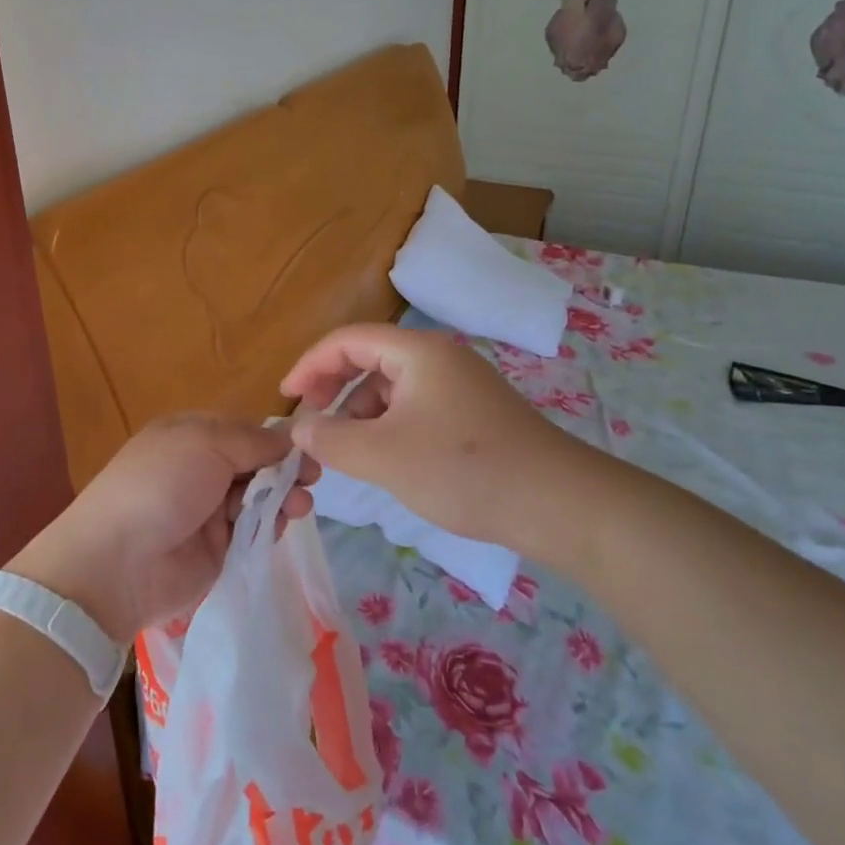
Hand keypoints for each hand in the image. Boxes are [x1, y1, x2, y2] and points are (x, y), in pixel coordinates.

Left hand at [10, 414, 316, 639]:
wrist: (119, 563)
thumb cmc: (161, 485)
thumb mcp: (206, 443)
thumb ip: (254, 441)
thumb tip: (290, 440)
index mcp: (191, 435)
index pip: (244, 430)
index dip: (275, 438)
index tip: (307, 448)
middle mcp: (201, 469)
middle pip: (256, 464)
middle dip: (285, 469)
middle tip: (312, 480)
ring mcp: (209, 510)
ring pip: (260, 497)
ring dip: (283, 497)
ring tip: (300, 506)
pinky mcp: (219, 549)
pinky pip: (254, 531)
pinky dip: (271, 526)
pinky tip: (282, 524)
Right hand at [281, 324, 580, 545]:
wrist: (559, 504)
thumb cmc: (463, 470)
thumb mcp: (383, 456)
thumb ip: (331, 439)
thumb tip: (300, 430)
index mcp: (417, 352)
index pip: (347, 340)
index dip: (309, 365)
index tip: (285, 398)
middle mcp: (440, 357)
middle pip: (370, 358)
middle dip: (333, 388)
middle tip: (312, 425)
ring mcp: (462, 384)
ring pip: (393, 386)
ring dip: (361, 411)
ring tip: (348, 451)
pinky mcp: (475, 412)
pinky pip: (416, 406)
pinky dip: (389, 425)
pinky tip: (387, 459)